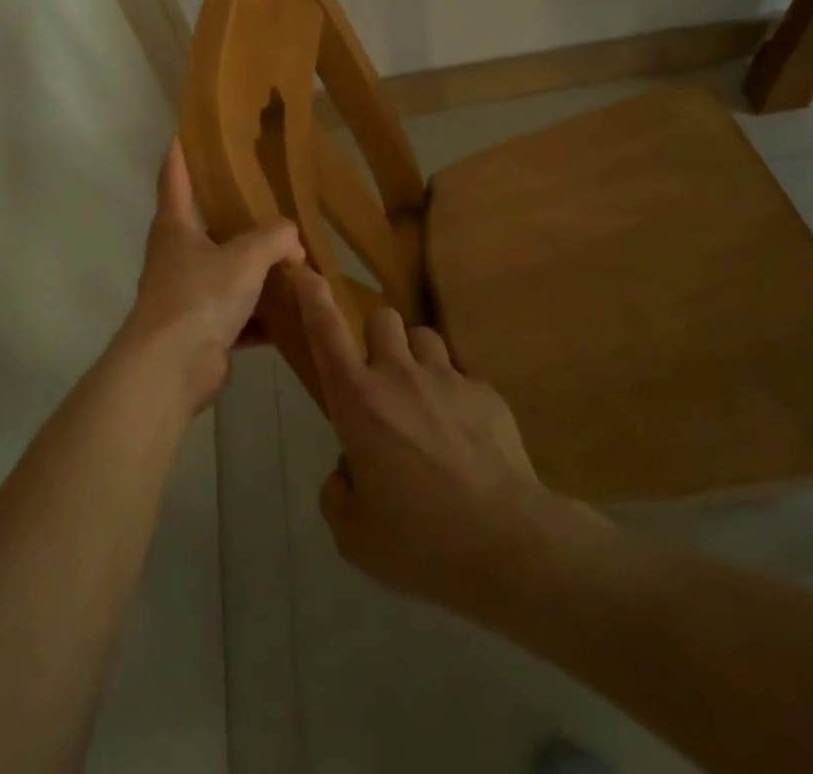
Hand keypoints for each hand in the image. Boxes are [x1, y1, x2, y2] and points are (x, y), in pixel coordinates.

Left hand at [116, 140, 303, 412]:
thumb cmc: (199, 296)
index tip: (187, 127)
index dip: (181, 150)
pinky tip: (296, 309)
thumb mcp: (245, 257)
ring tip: (296, 254)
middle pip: (207, 223)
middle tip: (270, 193)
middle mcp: (178, 254)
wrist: (171, 369)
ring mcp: (189, 293)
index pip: (175, 175)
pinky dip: (264, 313)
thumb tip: (294, 238)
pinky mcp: (203, 328)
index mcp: (176, 225)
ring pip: (228, 270)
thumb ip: (275, 238)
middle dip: (236, 212)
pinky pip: (241, 312)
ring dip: (257, 268)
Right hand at [294, 265, 587, 618]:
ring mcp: (447, 377)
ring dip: (416, 359)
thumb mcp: (355, 535)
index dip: (314, 298)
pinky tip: (465, 438)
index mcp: (359, 401)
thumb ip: (339, 493)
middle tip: (381, 376)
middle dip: (377, 337)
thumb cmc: (420, 541)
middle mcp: (400, 374)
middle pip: (383, 317)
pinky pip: (461, 376)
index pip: (327, 333)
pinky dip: (454, 396)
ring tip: (424, 401)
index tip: (306, 270)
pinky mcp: (486, 390)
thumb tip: (349, 470)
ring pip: (424, 337)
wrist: (507, 542)